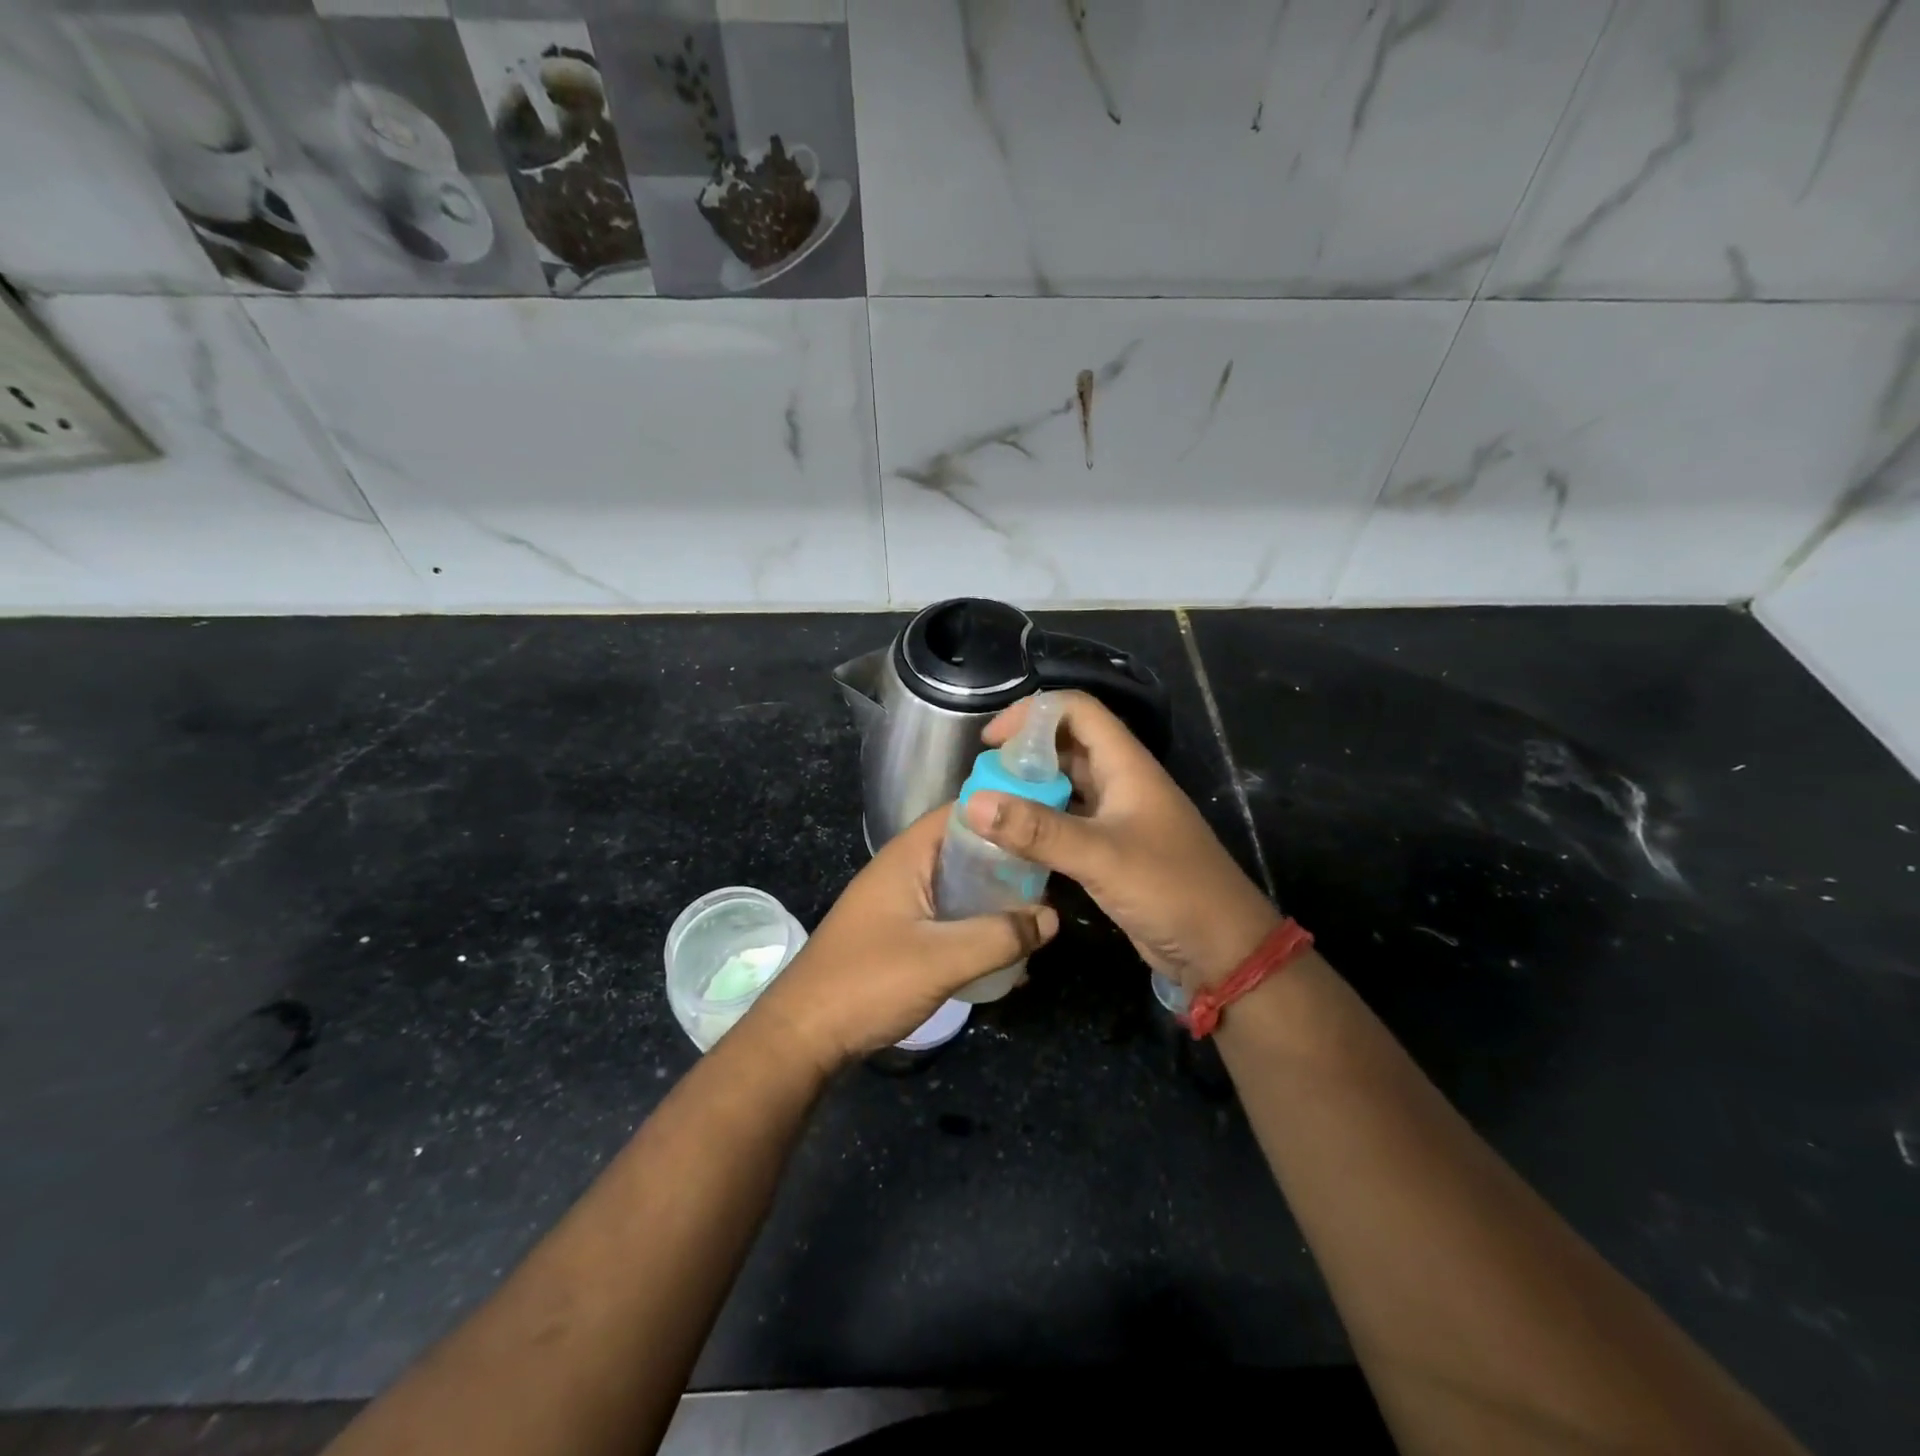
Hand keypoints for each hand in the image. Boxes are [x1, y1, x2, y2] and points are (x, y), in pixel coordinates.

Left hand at [742, 806, 1057, 1073]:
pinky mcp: (898, 935)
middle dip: (1008, 864)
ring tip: (1037, 919)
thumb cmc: (868, 982)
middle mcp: (903, 870)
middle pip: (965, 849)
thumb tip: (1051, 917)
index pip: (962, 812)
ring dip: (994, 900)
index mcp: (907, 856)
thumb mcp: (942, 958)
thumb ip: (1000, 936)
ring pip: (959, 887)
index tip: (1048, 826)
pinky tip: (1005, 953)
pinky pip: (948, 918)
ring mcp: (899, 903)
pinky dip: (976, 927)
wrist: (803, 1037)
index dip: (1005, 812)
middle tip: (1052, 880)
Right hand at [966, 691, 1276, 991]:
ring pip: (1065, 785)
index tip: (990, 742)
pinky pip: (1067, 822)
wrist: (1221, 949)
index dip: (1032, 714)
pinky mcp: (1111, 849)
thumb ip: (1037, 831)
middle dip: (1023, 753)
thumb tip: (972, 802)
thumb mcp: (1101, 856)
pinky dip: (1038, 824)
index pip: (1077, 710)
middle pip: (1067, 745)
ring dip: (1029, 789)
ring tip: (988, 807)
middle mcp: (1120, 781)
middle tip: (983, 779)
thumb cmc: (1170, 889)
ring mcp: (1117, 816)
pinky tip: (1010, 842)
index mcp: (1126, 764)